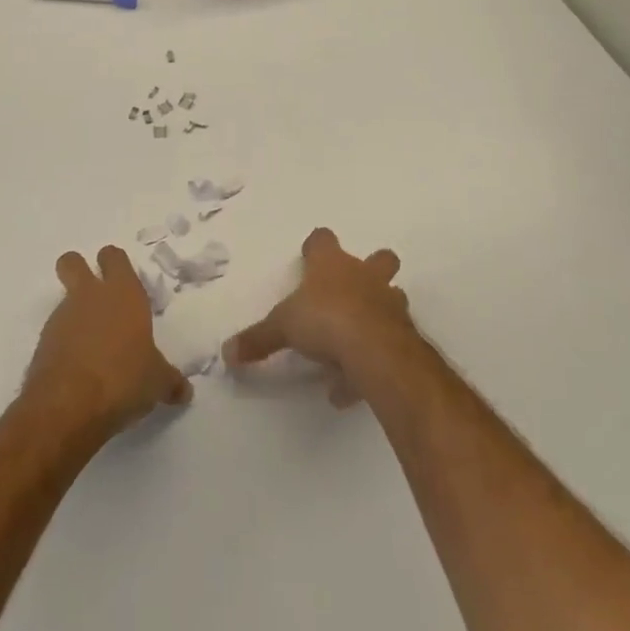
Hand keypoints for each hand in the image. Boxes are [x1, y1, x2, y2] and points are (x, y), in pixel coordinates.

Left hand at [26, 247, 191, 436]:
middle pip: (72, 262)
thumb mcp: (156, 382)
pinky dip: (65, 345)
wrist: (68, 405)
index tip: (123, 280)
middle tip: (94, 294)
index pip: (114, 257)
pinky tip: (79, 371)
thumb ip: (169, 381)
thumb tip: (184, 391)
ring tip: (94, 349)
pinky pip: (55, 334)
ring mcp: (61, 318)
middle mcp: (90, 297)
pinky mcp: (42, 345)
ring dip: (74, 315)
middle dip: (78, 270)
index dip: (115, 264)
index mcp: (123, 294)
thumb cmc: (123, 379)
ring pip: (63, 300)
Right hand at [222, 227, 412, 406]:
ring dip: (377, 313)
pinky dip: (370, 363)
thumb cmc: (323, 320)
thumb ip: (257, 339)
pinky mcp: (402, 336)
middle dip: (374, 267)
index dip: (317, 246)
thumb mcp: (281, 328)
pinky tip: (347, 389)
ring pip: (391, 298)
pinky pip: (386, 346)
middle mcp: (364, 276)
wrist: (373, 348)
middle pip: (380, 259)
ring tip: (353, 342)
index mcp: (332, 265)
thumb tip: (227, 352)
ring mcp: (388, 304)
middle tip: (354, 289)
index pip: (324, 240)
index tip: (309, 255)